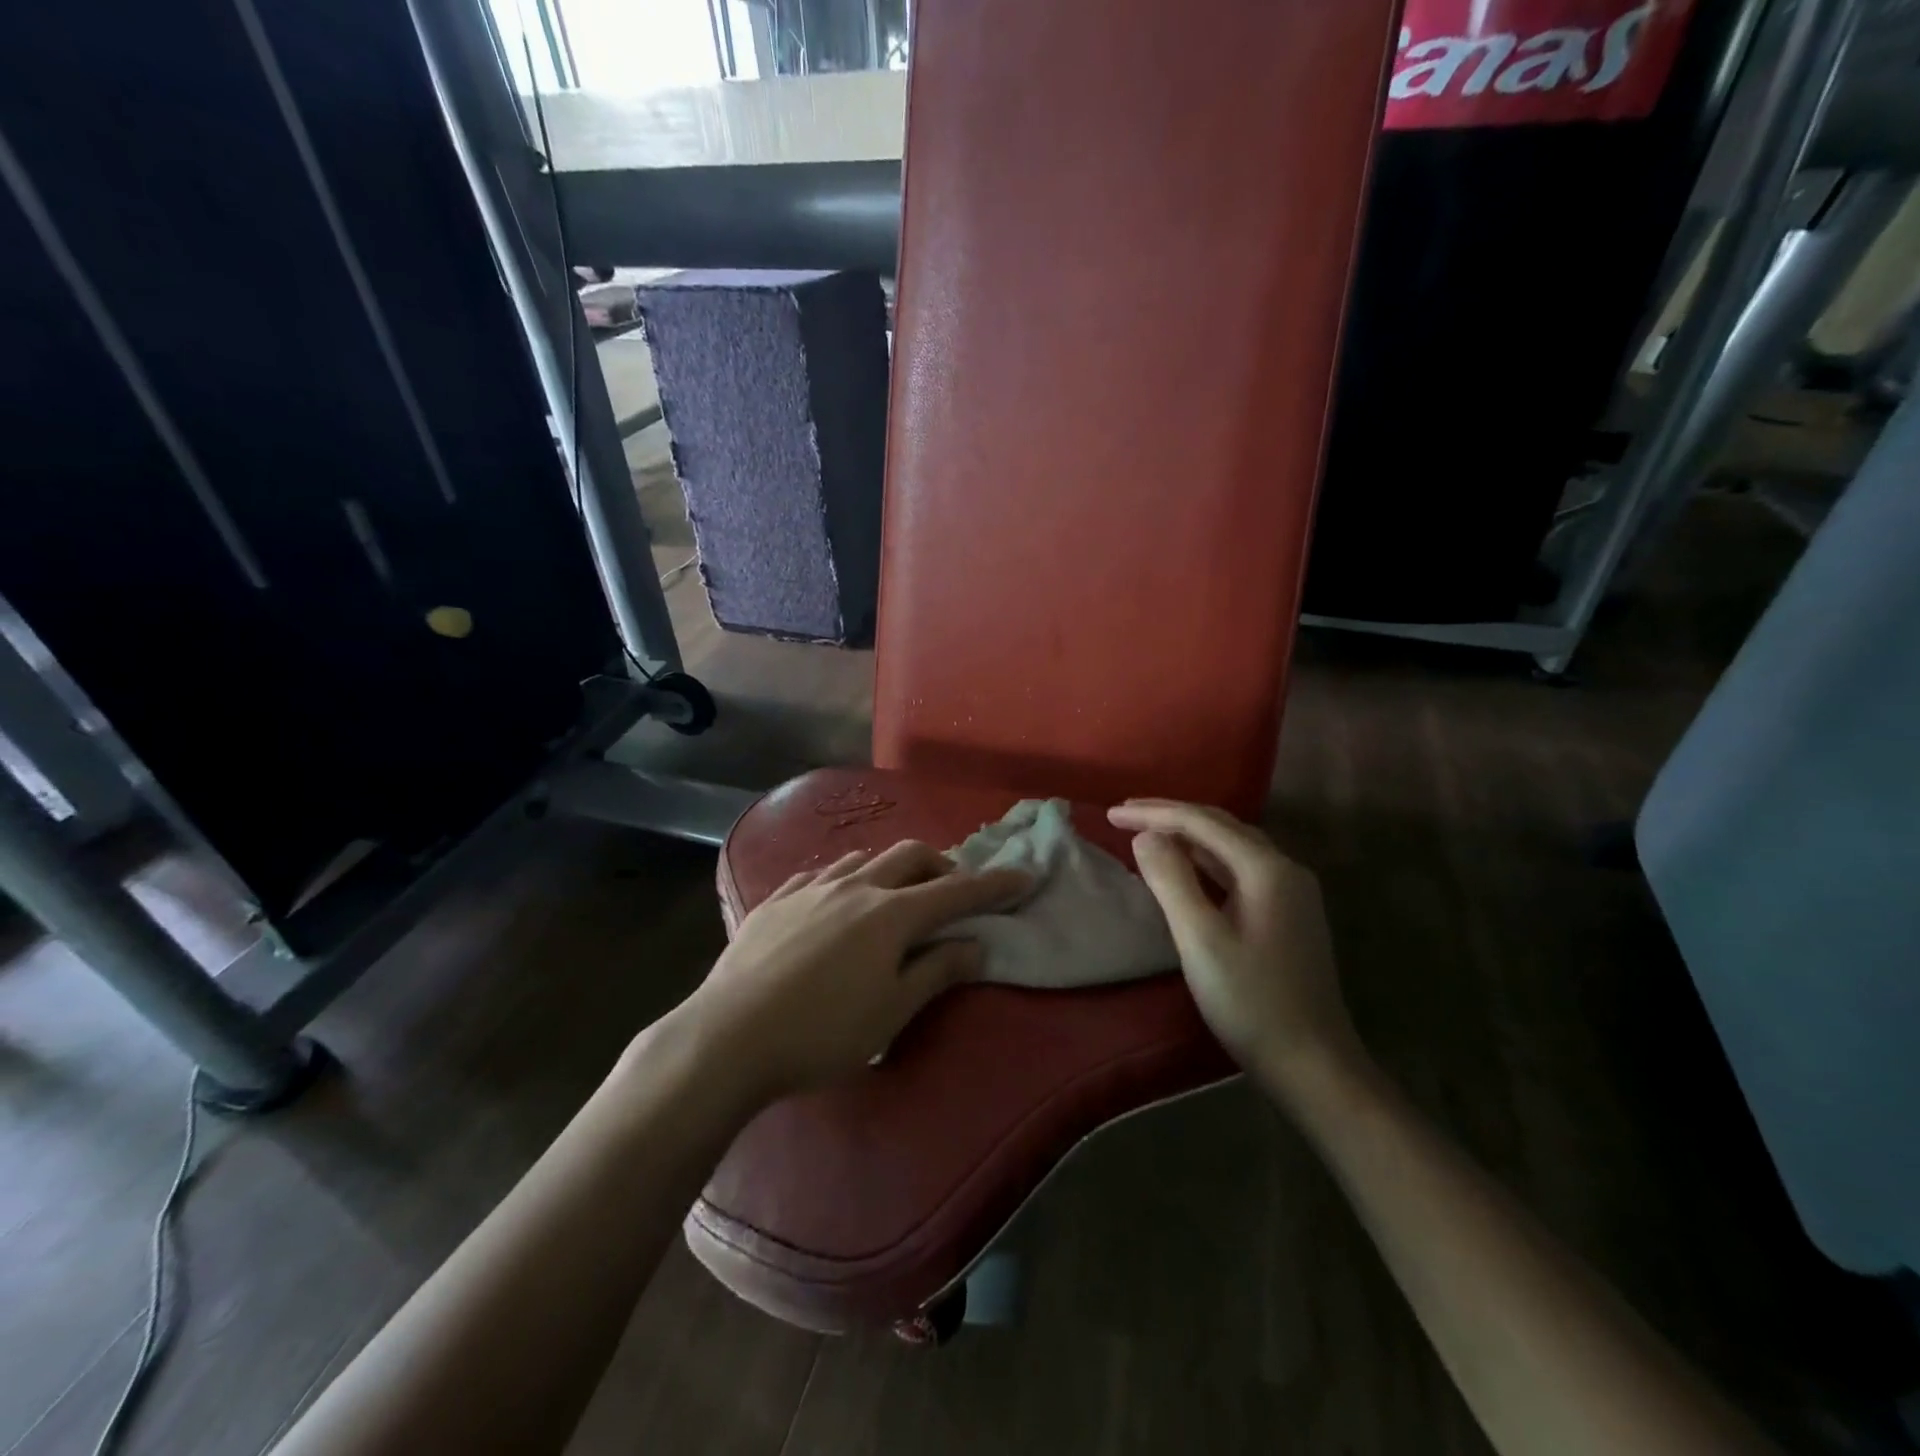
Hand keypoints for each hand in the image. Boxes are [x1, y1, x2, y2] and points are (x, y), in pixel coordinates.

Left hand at [675, 841, 1030, 1103]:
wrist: (728, 1036)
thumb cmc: (822, 1033)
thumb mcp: (891, 1012)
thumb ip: (937, 971)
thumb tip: (976, 944)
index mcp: (890, 915)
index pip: (955, 892)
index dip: (993, 885)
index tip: (1023, 877)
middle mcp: (854, 887)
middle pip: (909, 856)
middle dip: (941, 865)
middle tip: (952, 890)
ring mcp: (811, 888)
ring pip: (863, 858)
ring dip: (891, 868)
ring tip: (894, 894)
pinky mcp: (776, 900)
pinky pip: (820, 873)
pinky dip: (845, 878)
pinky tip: (836, 898)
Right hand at [1108, 799, 1361, 1103]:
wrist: (1313, 1065)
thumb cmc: (1250, 1002)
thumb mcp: (1200, 939)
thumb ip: (1171, 880)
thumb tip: (1145, 836)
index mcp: (1266, 868)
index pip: (1202, 822)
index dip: (1153, 813)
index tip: (1110, 814)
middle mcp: (1285, 868)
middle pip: (1220, 826)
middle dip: (1170, 816)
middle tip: (1124, 815)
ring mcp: (1291, 892)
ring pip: (1231, 847)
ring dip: (1188, 836)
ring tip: (1146, 833)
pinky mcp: (1287, 914)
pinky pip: (1239, 869)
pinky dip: (1205, 860)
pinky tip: (1186, 868)